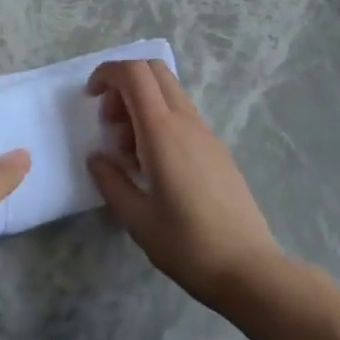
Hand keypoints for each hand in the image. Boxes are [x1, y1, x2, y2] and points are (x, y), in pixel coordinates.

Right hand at [85, 60, 282, 308]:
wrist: (248, 269)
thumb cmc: (187, 245)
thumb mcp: (136, 219)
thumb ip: (110, 181)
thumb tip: (96, 157)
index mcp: (163, 131)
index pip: (134, 74)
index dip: (107, 73)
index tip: (90, 98)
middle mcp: (186, 121)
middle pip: (153, 71)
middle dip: (123, 84)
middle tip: (109, 122)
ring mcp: (205, 132)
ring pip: (168, 92)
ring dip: (140, 104)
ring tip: (128, 152)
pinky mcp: (215, 148)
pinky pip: (181, 114)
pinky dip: (158, 120)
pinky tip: (152, 164)